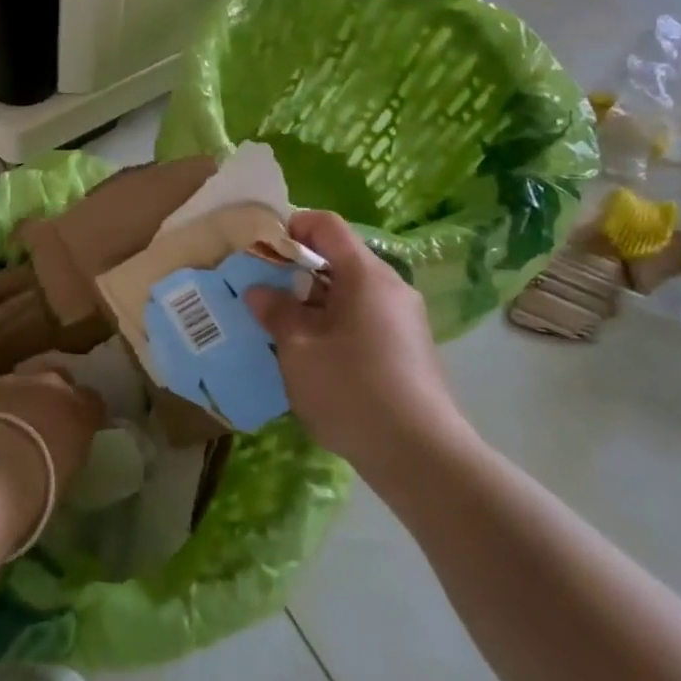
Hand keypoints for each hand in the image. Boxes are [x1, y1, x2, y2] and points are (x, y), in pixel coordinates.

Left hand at [0, 357, 105, 541]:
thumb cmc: (41, 483)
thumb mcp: (69, 472)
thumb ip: (68, 450)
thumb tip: (59, 452)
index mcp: (79, 407)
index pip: (92, 400)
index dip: (84, 412)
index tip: (77, 428)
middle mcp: (50, 384)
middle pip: (57, 376)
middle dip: (52, 392)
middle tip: (42, 417)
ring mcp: (13, 382)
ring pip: (20, 380)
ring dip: (17, 397)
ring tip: (6, 425)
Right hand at [246, 212, 469, 475]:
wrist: (420, 455)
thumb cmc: (351, 389)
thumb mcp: (298, 349)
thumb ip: (276, 312)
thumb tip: (259, 291)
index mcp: (366, 275)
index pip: (327, 225)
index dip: (293, 227)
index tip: (264, 249)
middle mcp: (391, 287)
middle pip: (341, 260)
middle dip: (300, 272)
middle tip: (267, 296)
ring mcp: (406, 319)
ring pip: (353, 294)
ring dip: (317, 304)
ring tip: (287, 332)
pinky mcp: (411, 350)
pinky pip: (367, 320)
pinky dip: (338, 325)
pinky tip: (319, 361)